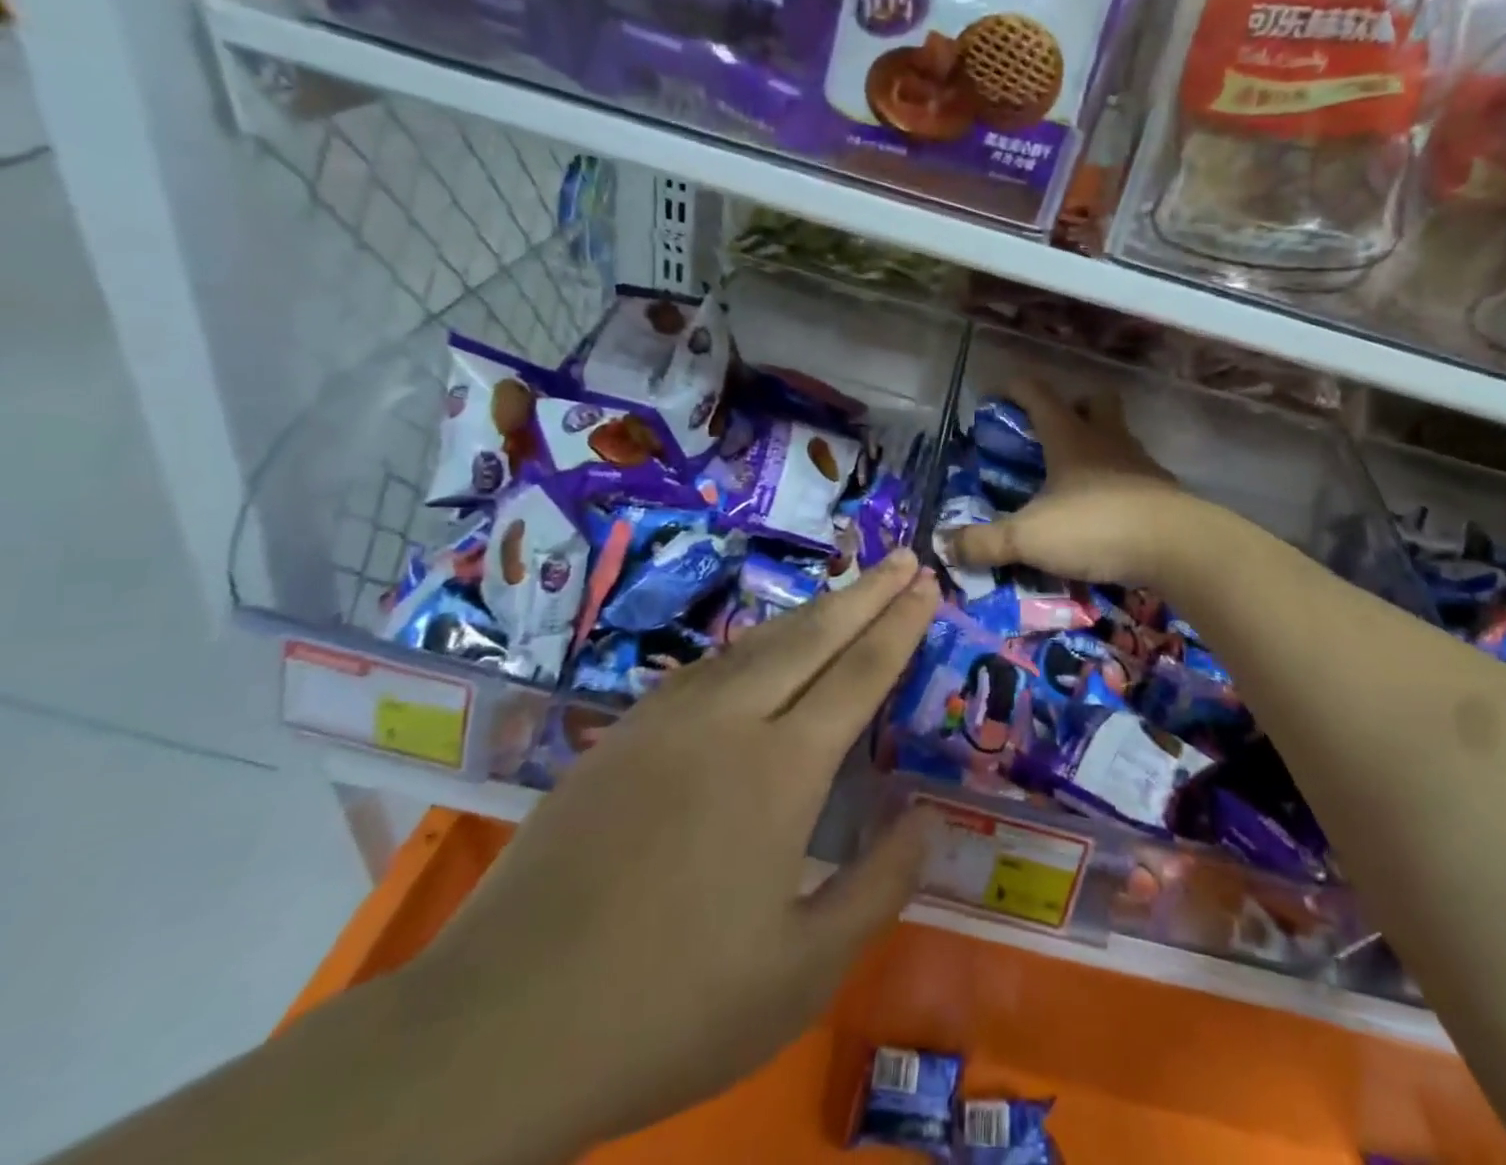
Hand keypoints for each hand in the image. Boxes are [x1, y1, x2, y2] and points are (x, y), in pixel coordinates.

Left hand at [402, 551, 940, 1153]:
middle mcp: (728, 721)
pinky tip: (757, 652)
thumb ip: (879, 886)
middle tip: (905, 557)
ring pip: (756, 642)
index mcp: (780, 769)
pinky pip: (706, 668)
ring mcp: (667, 720)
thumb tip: (925, 816)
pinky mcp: (621, 735)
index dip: (900, 625)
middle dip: (866, 592)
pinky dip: (751, 646)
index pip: (859, 672)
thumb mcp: (803, 972)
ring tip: (848, 593)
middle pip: (812, 634)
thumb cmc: (670, 1007)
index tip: (929, 584)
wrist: (499, 1025)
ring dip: (811, 611)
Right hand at [946, 377, 1195, 588]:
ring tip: (1076, 478)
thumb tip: (944, 545)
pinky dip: (1119, 484)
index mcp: (1070, 438)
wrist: (1176, 548)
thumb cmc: (1096, 527)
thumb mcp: (1029, 538)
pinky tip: (1106, 510)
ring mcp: (1140, 464)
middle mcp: (1107, 441)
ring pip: (1119, 437)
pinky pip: (1136, 475)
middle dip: (1074, 406)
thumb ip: (984, 542)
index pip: (1039, 394)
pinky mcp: (1162, 493)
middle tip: (1052, 432)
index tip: (996, 393)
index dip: (1015, 388)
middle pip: (1095, 402)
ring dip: (1099, 445)